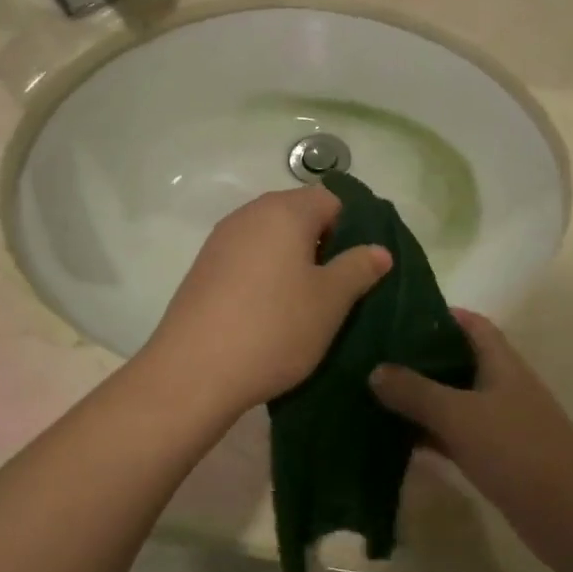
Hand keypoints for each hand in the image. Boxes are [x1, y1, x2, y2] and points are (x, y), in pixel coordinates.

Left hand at [139, 187, 391, 420]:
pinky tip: (269, 313)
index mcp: (284, 211)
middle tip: (337, 289)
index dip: (352, 229)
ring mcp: (221, 240)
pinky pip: (247, 259)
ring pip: (272, 239)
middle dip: (323, 246)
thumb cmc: (274, 328)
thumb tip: (379, 250)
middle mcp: (250, 214)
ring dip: (293, 263)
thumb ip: (359, 268)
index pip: (331, 200)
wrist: (193, 372)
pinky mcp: (204, 268)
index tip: (358, 268)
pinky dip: (265, 276)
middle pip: (299, 215)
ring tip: (305, 305)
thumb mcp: (330, 301)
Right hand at [369, 310, 572, 508]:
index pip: (471, 324)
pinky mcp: (496, 458)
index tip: (398, 315)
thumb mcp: (460, 415)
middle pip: (458, 360)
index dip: (439, 314)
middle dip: (420, 357)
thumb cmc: (517, 450)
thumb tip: (375, 370)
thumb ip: (416, 391)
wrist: (571, 516)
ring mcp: (500, 423)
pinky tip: (395, 439)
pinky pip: (455, 436)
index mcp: (501, 362)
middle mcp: (501, 386)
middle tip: (374, 356)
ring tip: (374, 393)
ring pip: (453, 401)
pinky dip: (430, 434)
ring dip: (421, 398)